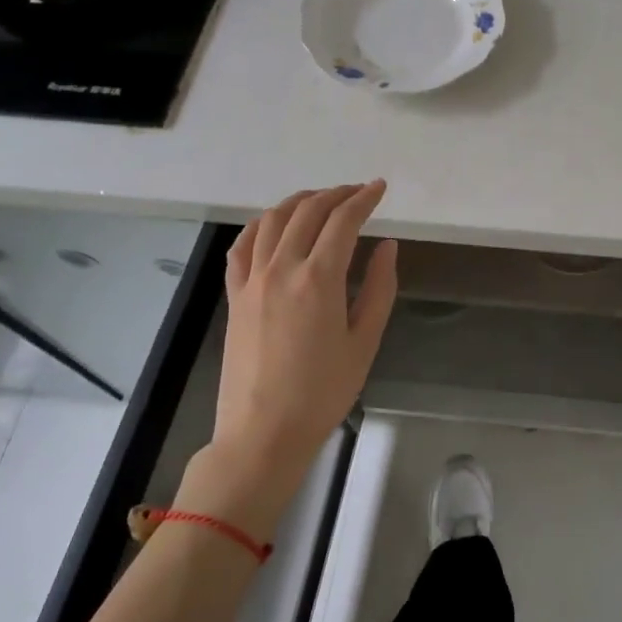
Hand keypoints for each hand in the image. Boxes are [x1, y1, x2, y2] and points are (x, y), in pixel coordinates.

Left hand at [195, 183, 398, 526]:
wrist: (263, 433)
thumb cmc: (322, 392)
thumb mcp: (364, 342)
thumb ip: (378, 288)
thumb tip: (386, 246)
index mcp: (319, 279)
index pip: (343, 221)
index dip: (364, 199)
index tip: (380, 188)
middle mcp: (281, 268)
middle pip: (307, 211)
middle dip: (336, 194)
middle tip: (357, 192)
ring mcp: (252, 280)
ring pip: (273, 220)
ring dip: (299, 201)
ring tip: (321, 199)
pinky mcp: (235, 296)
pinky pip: (243, 246)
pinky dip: (261, 225)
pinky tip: (273, 224)